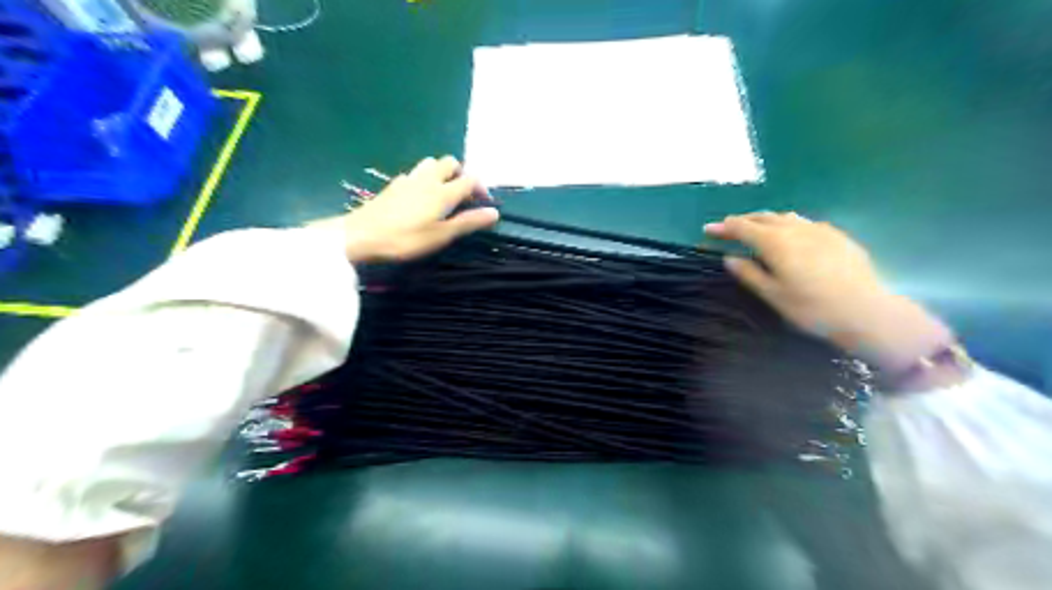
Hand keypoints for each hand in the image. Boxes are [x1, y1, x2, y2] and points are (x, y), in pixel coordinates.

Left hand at [313, 154, 498, 259]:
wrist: (363, 235)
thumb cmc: (407, 238)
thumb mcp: (442, 235)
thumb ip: (468, 222)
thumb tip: (495, 212)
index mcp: (444, 192)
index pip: (470, 179)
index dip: (481, 188)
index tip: (484, 204)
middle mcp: (429, 179)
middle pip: (450, 163)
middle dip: (461, 174)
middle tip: (463, 196)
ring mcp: (409, 179)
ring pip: (431, 163)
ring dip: (442, 173)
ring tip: (442, 194)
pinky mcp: (394, 185)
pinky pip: (415, 173)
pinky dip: (424, 179)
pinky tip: (419, 197)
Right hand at [702, 212, 958, 377]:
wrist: (867, 311)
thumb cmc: (812, 309)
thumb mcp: (774, 296)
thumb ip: (749, 274)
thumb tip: (729, 258)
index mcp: (775, 243)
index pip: (742, 227)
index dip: (723, 227)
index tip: (708, 229)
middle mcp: (795, 229)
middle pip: (763, 217)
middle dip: (742, 220)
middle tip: (727, 227)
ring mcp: (819, 229)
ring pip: (784, 216)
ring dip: (764, 219)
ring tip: (755, 227)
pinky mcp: (836, 235)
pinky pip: (804, 222)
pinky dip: (787, 224)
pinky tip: (790, 234)